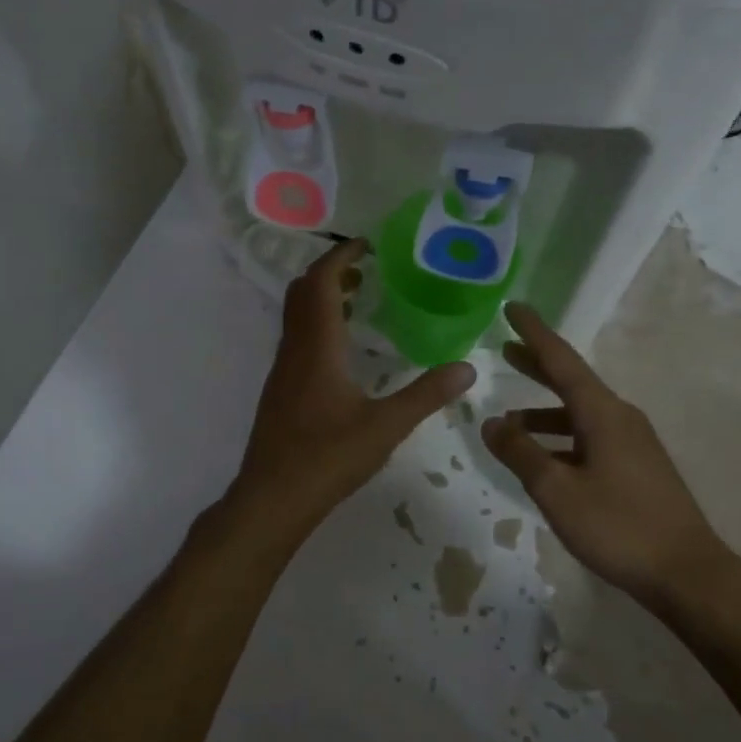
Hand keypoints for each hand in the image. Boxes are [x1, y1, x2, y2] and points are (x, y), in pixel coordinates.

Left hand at [230, 238, 475, 540]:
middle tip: (366, 268)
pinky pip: (297, 338)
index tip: (366, 244)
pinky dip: (318, 324)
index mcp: (317, 346)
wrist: (272, 497)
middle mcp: (294, 349)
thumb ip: (426, 394)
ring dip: (323, 297)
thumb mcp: (385, 426)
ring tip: (360, 299)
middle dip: (331, 271)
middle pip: (303, 291)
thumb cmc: (327, 457)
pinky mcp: (280, 388)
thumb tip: (467, 368)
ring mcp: (282, 369)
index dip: (340, 257)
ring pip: (297, 315)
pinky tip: (343, 348)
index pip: (321, 283)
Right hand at [481, 303, 727, 601]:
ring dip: (544, 411)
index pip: (561, 360)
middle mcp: (620, 417)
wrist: (688, 574)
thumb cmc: (618, 526)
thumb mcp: (556, 490)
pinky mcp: (637, 466)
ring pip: (579, 413)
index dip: (534, 333)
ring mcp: (632, 443)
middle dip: (537, 365)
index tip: (513, 308)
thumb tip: (490, 422)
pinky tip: (543, 458)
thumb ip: (520, 453)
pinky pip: (590, 437)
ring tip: (509, 420)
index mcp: (602, 412)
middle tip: (506, 350)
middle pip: (571, 381)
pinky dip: (561, 437)